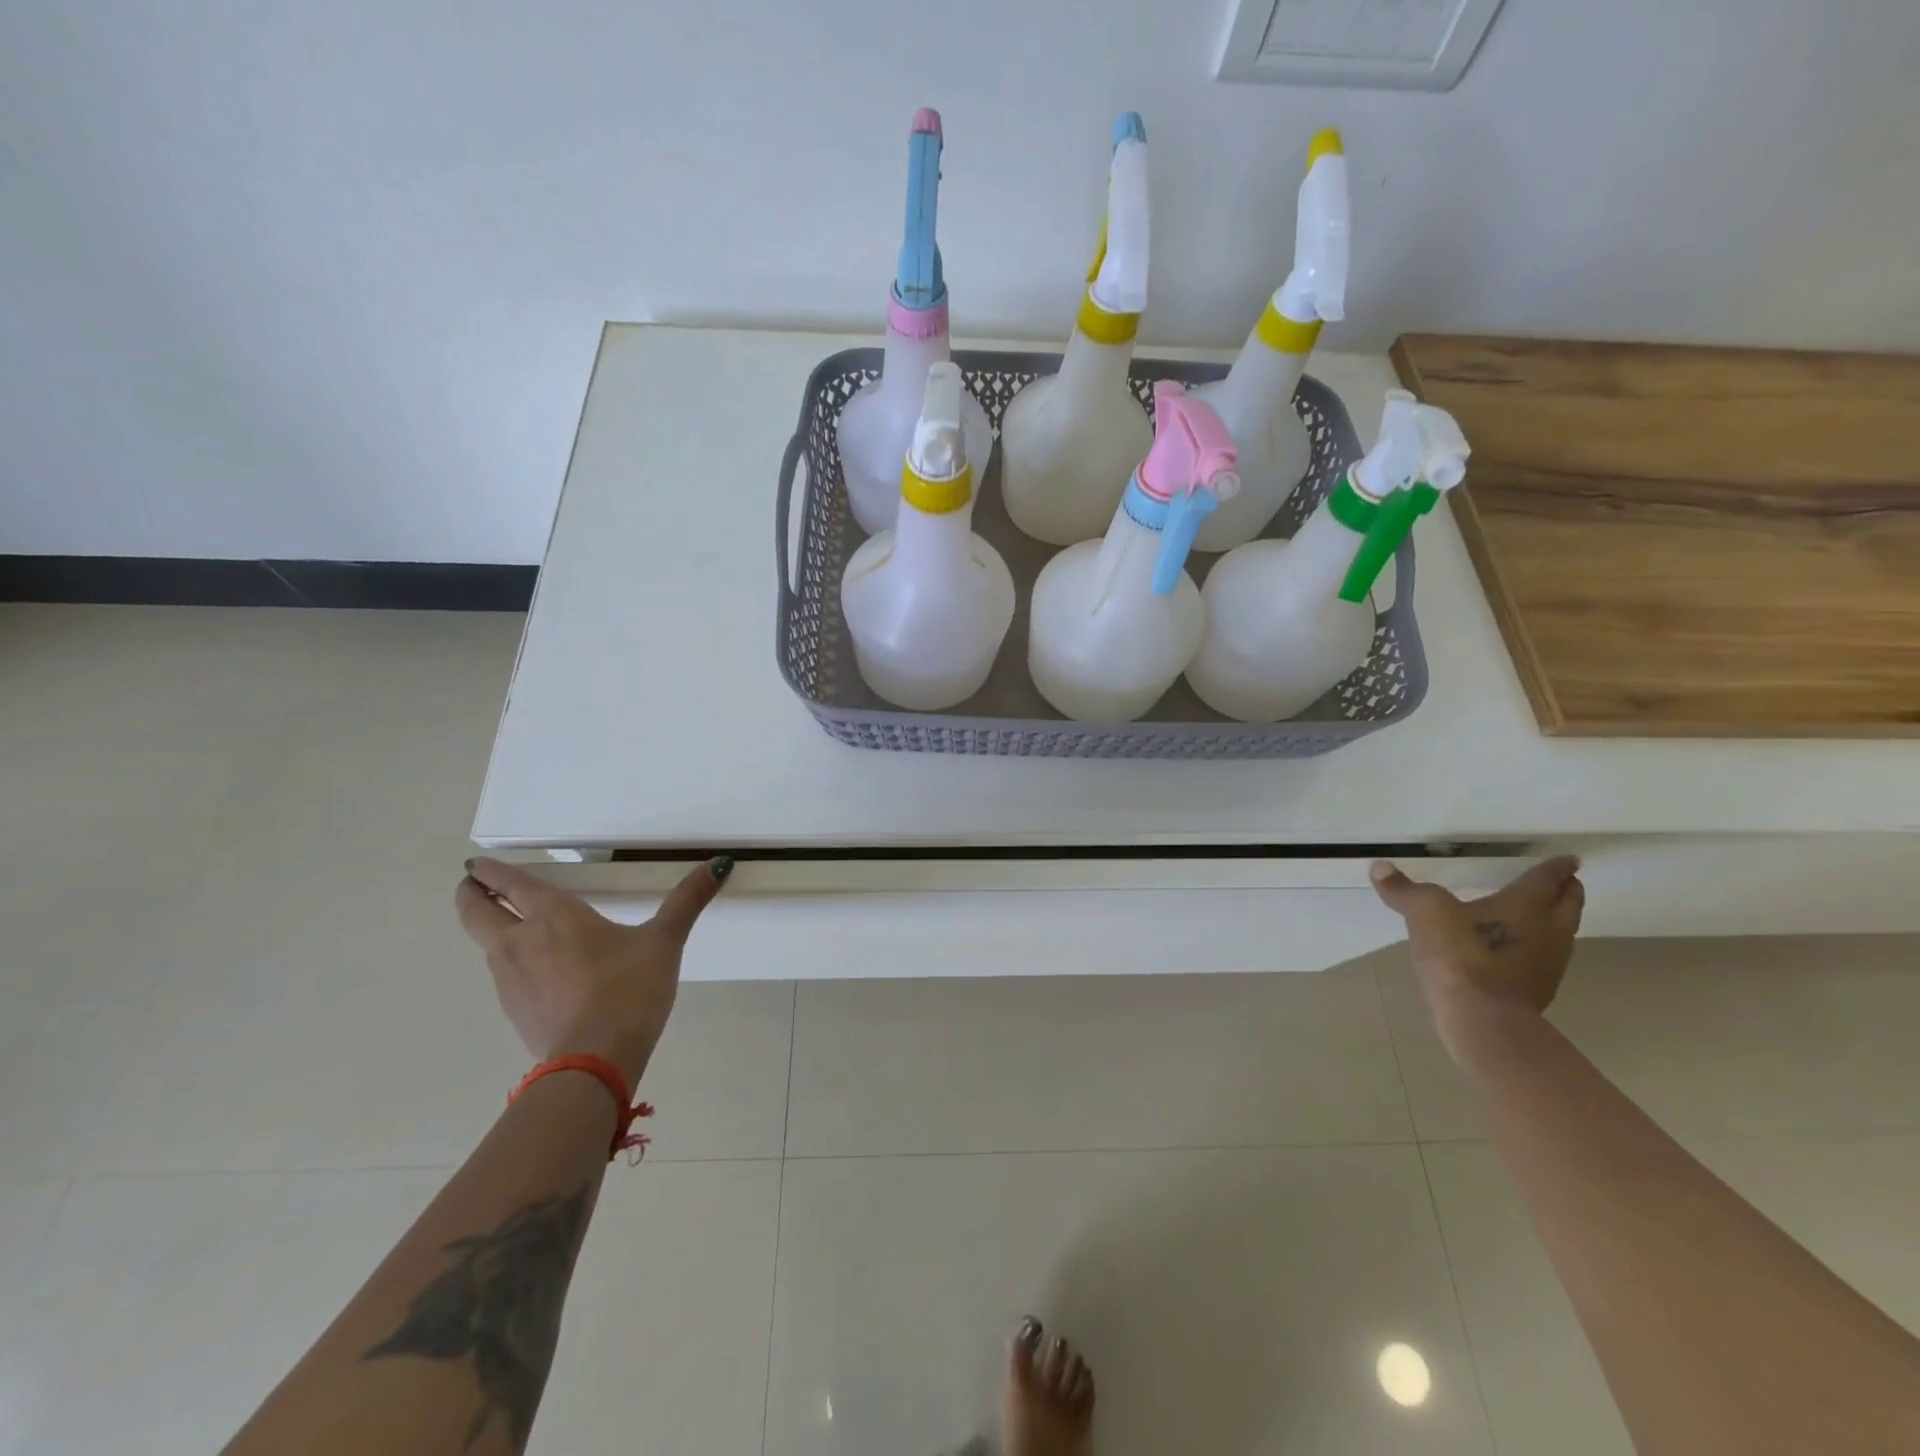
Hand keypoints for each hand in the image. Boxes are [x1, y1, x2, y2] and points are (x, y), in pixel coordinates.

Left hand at [455, 856, 732, 1085]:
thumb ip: (688, 900)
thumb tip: (720, 863)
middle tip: (473, 885)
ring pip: (488, 945)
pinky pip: (504, 976)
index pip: (510, 884)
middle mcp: (520, 942)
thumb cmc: (629, 988)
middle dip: (471, 895)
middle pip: (475, 912)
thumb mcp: (664, 941)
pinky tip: (537, 972)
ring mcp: (509, 980)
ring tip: (511, 925)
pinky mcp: (513, 1012)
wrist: (596, 1061)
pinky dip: (511, 963)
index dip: (490, 871)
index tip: (476, 863)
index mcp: (553, 915)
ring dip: (492, 929)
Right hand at [1370, 856, 1584, 1063]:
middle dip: (1567, 892)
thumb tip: (1379, 867)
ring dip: (1558, 921)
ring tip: (1545, 914)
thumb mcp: (1424, 913)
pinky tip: (1520, 952)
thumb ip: (1404, 890)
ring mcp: (1548, 964)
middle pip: (1567, 906)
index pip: (1547, 879)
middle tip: (1567, 882)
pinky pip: (1546, 959)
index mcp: (1526, 905)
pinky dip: (1540, 948)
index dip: (1557, 868)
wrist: (1483, 1020)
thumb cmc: (1460, 955)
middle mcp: (1548, 930)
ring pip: (1563, 934)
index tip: (1569, 860)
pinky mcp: (1538, 991)